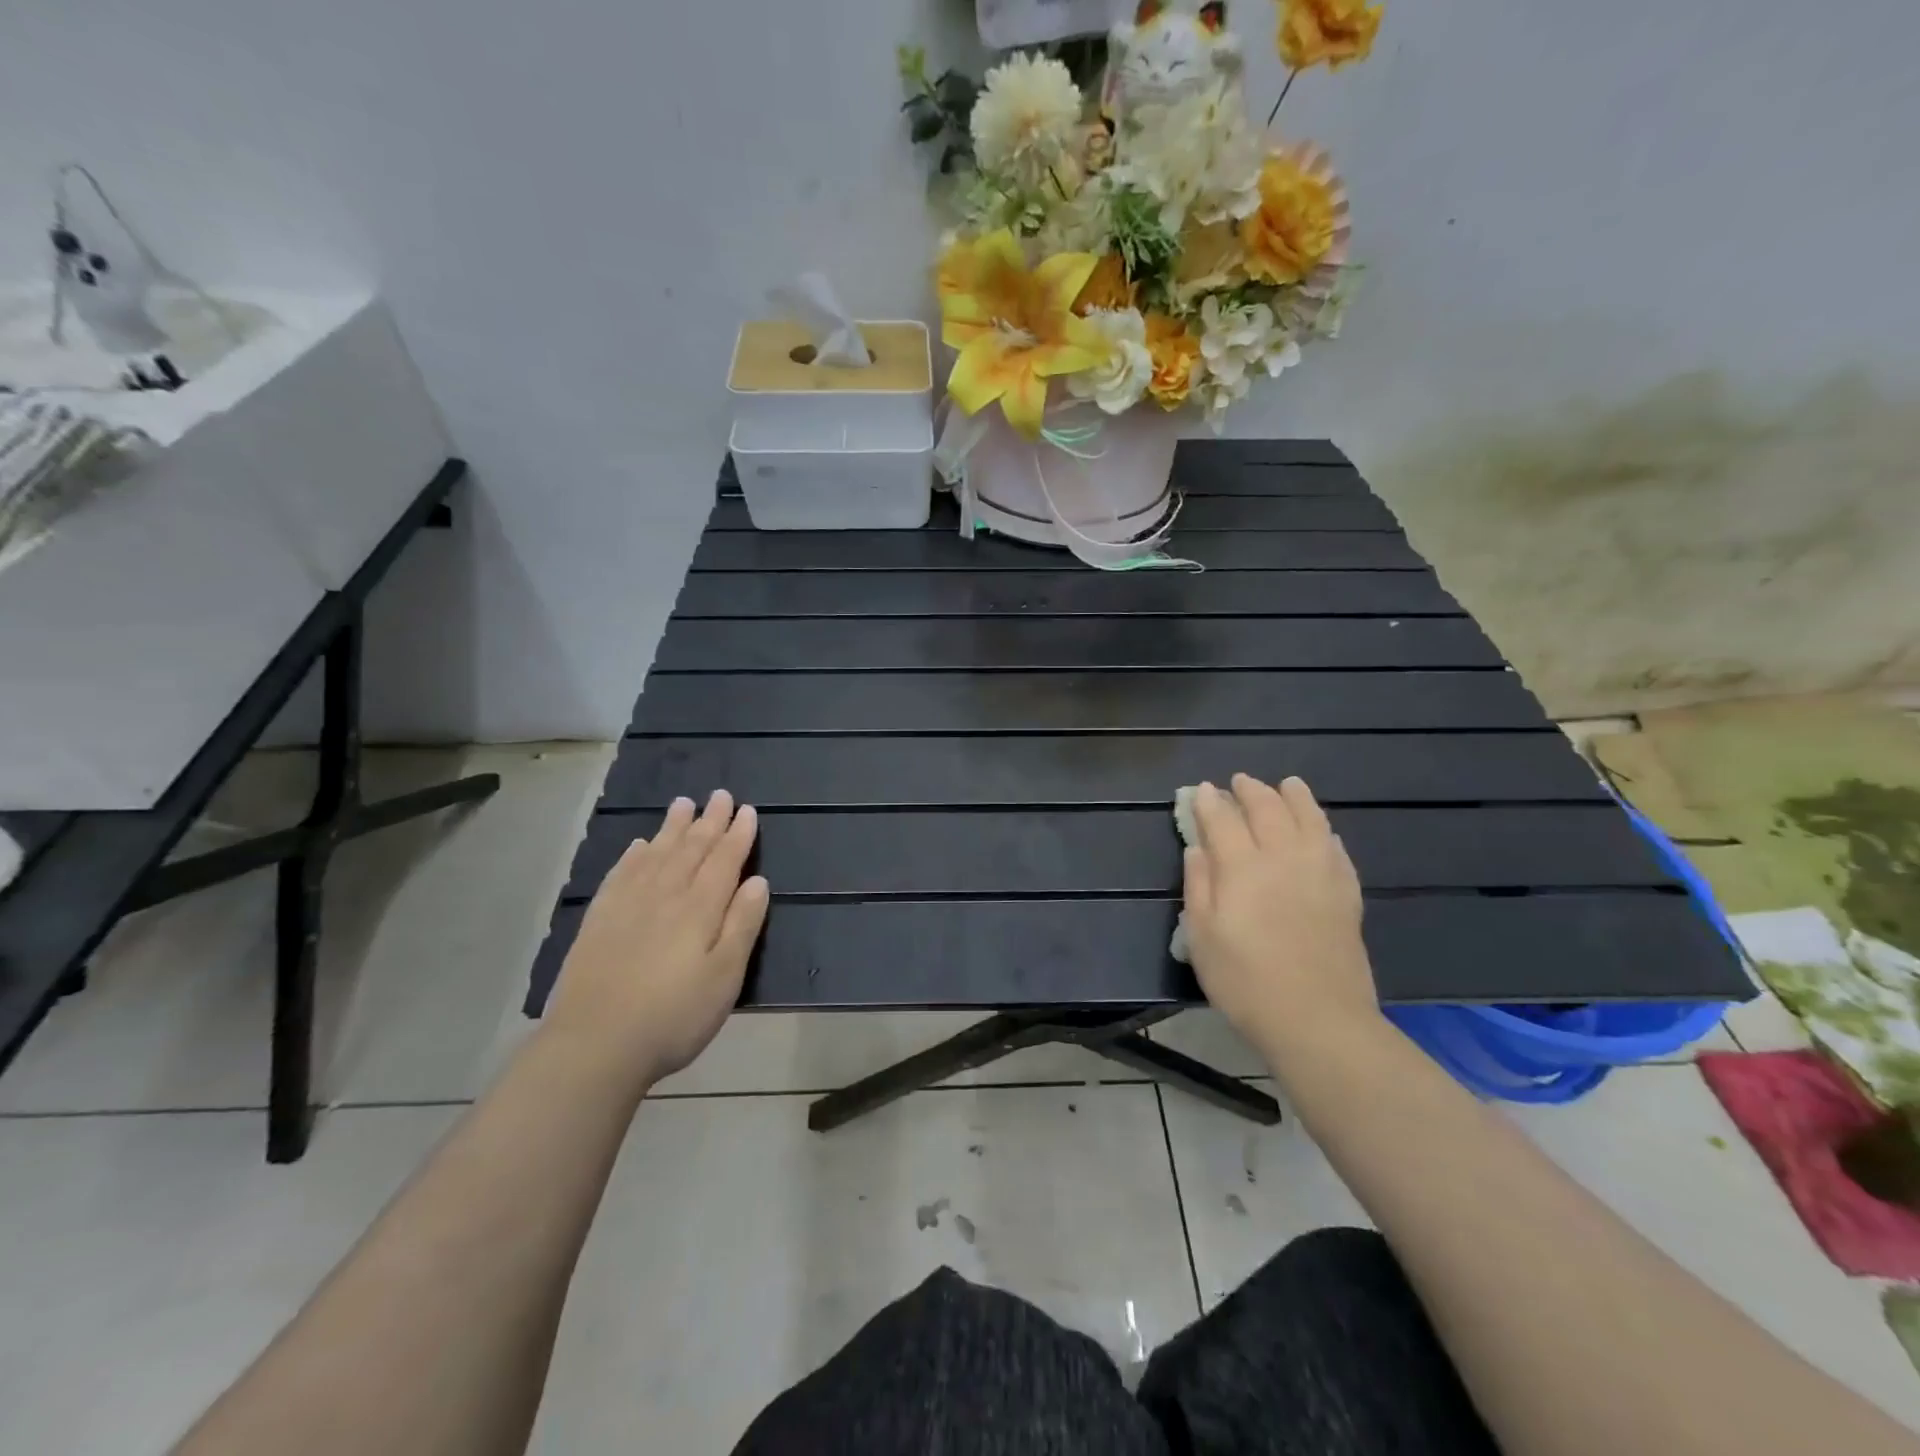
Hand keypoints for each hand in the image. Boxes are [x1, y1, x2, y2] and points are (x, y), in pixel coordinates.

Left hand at [544, 790, 768, 1087]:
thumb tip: (758, 880)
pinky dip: (634, 854)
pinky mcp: (599, 920)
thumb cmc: (674, 1015)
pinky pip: (621, 873)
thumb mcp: (724, 976)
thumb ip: (742, 925)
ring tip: (683, 803)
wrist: (594, 1045)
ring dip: (673, 827)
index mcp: (700, 908)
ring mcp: (628, 905)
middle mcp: (665, 895)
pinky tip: (640, 845)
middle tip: (720, 794)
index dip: (738, 834)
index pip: (724, 861)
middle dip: (709, 821)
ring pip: (657, 854)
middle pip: (691, 849)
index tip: (747, 810)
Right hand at [1182, 775, 1378, 1063]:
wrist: (1317, 1020)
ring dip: (1295, 797)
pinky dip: (1325, 830)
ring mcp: (1320, 873)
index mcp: (1242, 867)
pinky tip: (1321, 830)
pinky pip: (1336, 849)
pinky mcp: (1346, 894)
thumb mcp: (1201, 936)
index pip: (1223, 820)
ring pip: (1309, 819)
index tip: (1202, 790)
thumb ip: (1198, 885)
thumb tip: (1198, 847)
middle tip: (1240, 781)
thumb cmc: (1244, 981)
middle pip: (1267, 809)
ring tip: (1288, 784)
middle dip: (1251, 791)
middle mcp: (1283, 858)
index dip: (1210, 802)